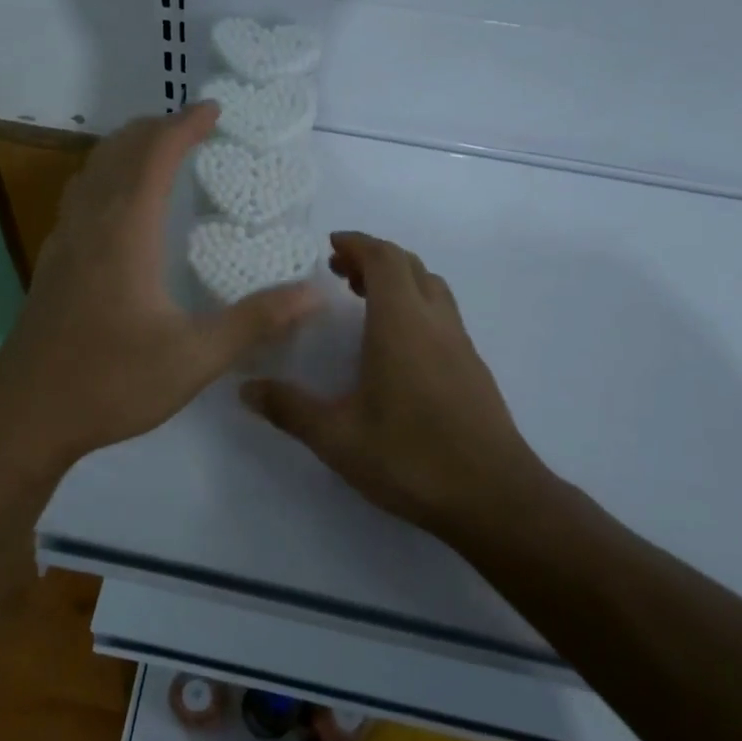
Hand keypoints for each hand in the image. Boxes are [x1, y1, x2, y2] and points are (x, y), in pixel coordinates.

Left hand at [0, 105, 319, 465]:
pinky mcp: (52, 263)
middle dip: (155, 129)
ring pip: (93, 171)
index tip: (214, 110)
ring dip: (126, 150)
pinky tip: (117, 208)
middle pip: (118, 151)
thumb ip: (255, 321)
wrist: (27, 413)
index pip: (155, 155)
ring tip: (157, 153)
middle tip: (192, 129)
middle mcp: (90, 223)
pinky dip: (105, 178)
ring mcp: (64, 241)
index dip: (185, 126)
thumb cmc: (112, 381)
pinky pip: (80, 198)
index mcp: (125, 231)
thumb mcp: (195, 357)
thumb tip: (314, 294)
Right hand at [241, 232, 556, 537]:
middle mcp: (435, 322)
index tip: (330, 246)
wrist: (495, 498)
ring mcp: (460, 344)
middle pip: (409, 265)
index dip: (357, 243)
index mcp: (401, 324)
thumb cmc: (411, 458)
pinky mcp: (473, 367)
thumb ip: (289, 409)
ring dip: (399, 280)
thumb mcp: (337, 438)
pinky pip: (442, 314)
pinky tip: (397, 344)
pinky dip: (416, 305)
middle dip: (373, 258)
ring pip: (432, 287)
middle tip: (340, 273)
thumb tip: (246, 389)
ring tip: (365, 301)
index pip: (384, 258)